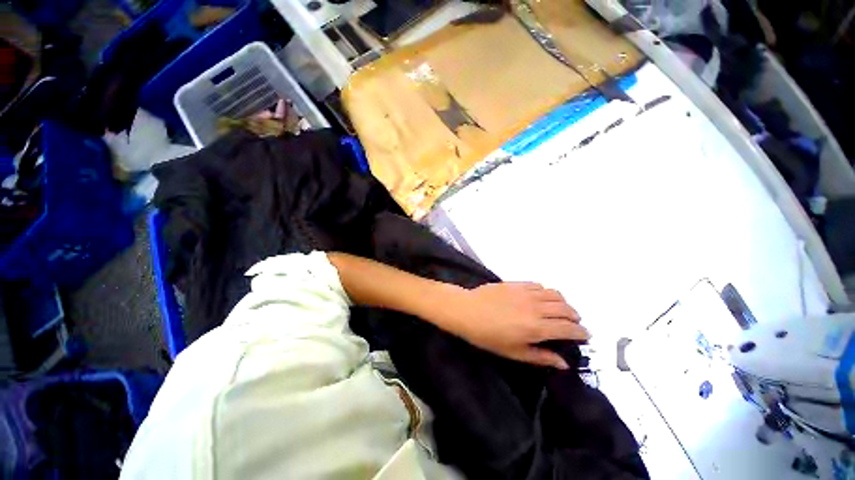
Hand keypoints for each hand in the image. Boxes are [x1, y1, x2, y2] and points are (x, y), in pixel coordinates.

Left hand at [435, 282, 588, 368]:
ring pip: (555, 294)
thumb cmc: (487, 336)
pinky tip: (541, 298)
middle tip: (573, 324)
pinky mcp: (516, 283)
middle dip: (575, 317)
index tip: (585, 336)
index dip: (581, 333)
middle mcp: (536, 307)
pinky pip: (539, 285)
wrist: (467, 310)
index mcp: (536, 327)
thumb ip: (541, 357)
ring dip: (563, 303)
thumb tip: (564, 363)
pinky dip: (546, 292)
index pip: (569, 328)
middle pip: (566, 309)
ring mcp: (526, 292)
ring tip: (560, 310)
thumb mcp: (513, 353)